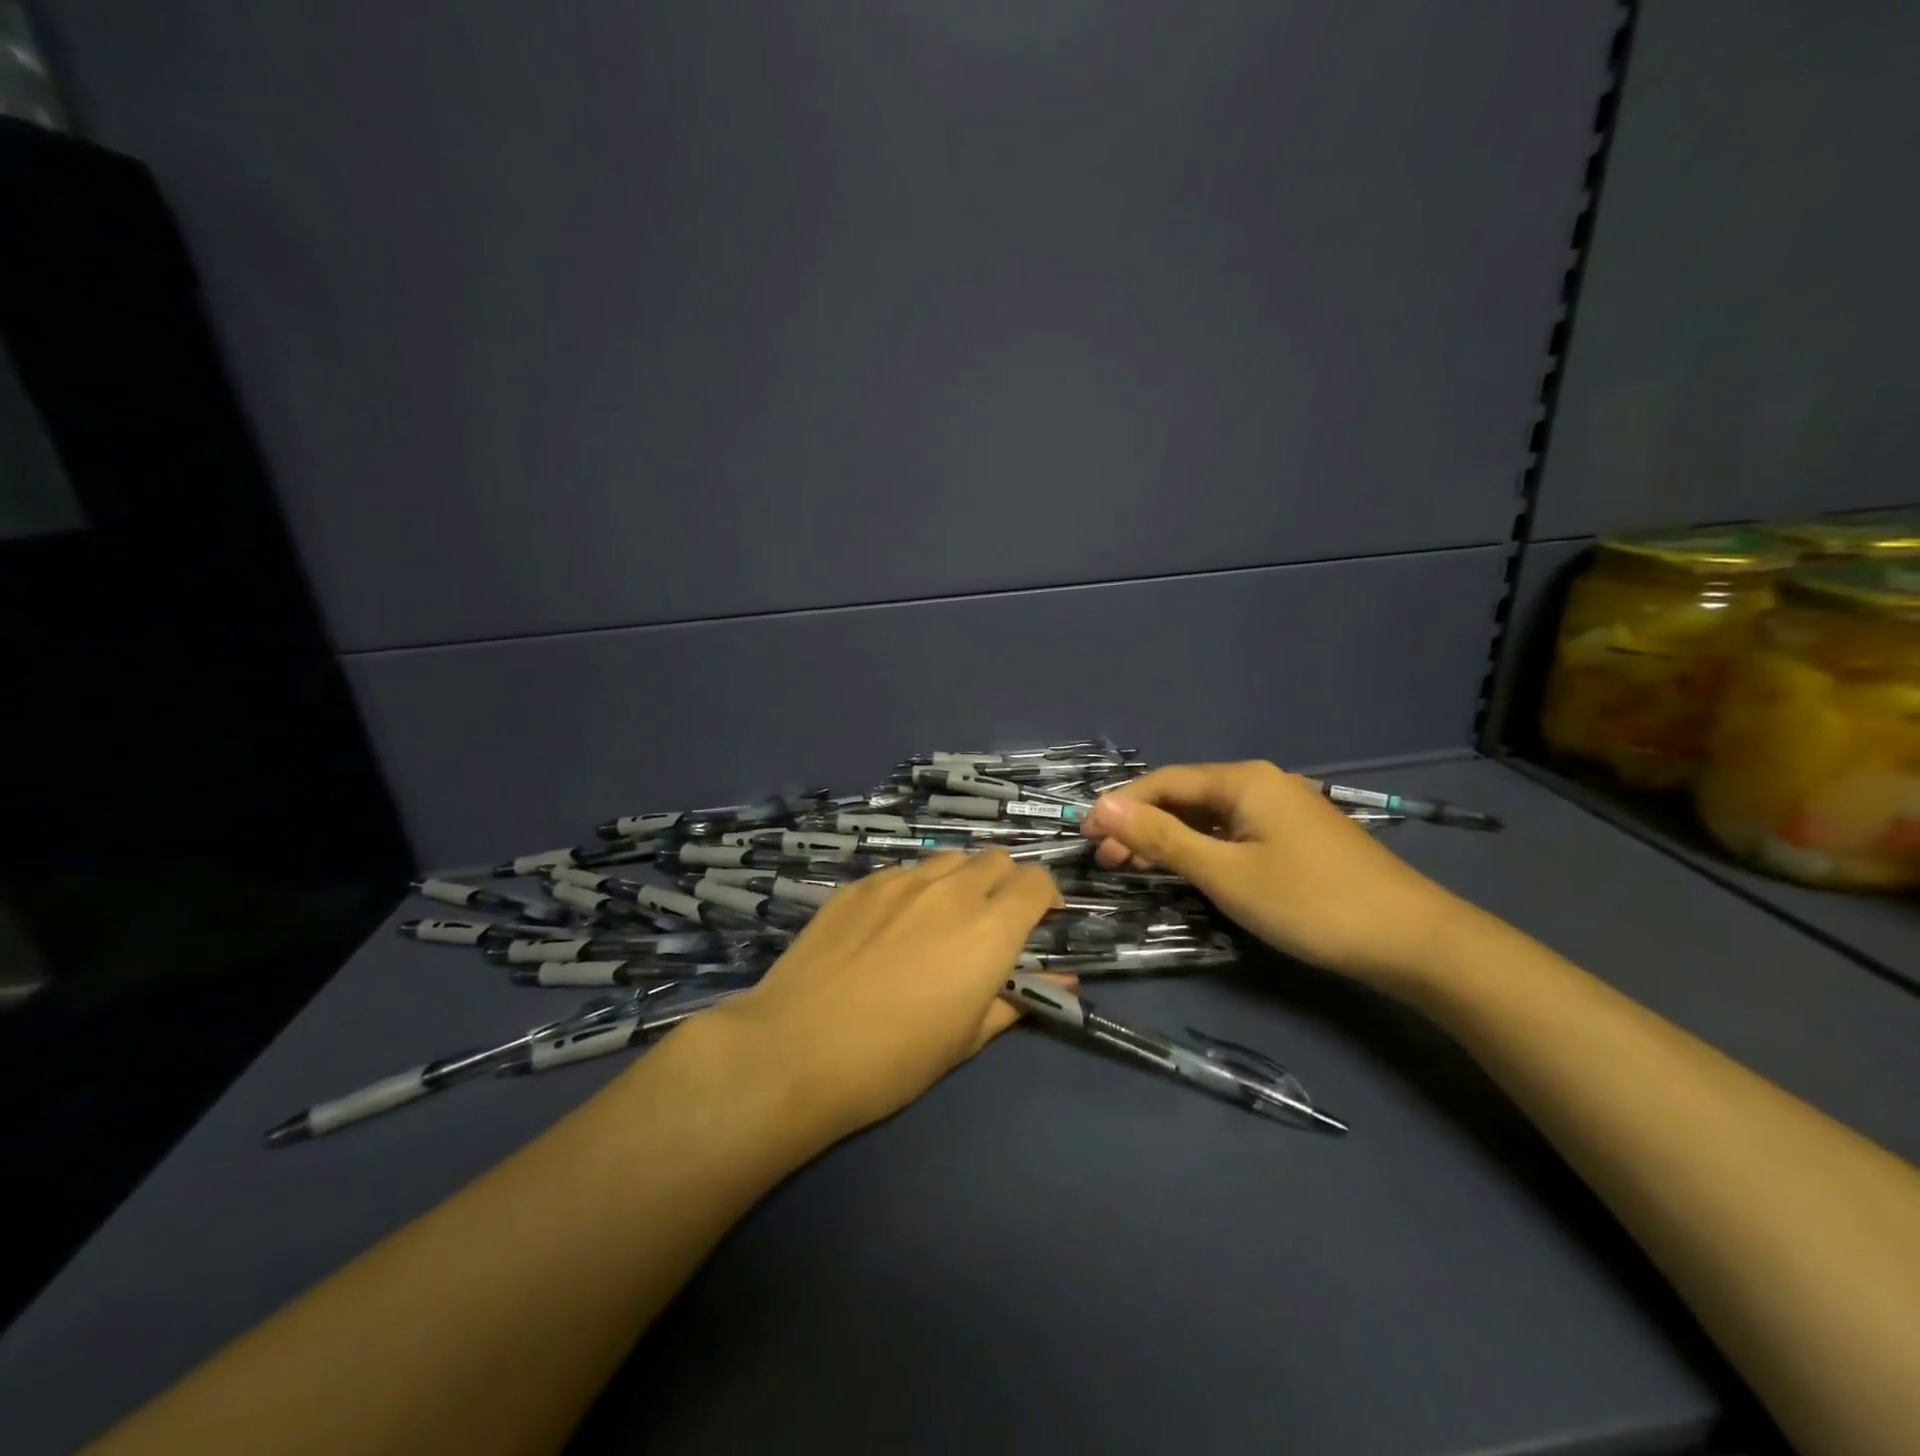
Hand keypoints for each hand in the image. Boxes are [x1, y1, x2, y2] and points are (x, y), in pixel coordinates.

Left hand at [711, 850, 1061, 1138]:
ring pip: (949, 858)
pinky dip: (914, 889)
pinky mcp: (859, 884)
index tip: (1038, 923)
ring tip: (941, 920)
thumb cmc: (895, 1058)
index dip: (1045, 898)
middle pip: (996, 859)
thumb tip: (1063, 983)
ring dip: (960, 880)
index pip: (1037, 881)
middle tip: (990, 923)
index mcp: (990, 927)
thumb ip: (1018, 1000)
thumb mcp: (969, 1038)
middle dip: (1004, 883)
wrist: (798, 1048)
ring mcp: (900, 881)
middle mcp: (951, 889)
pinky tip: (890, 926)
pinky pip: (903, 872)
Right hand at [1081, 761, 1470, 987]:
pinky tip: (1188, 871)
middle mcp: (1262, 783)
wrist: (1412, 939)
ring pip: (1209, 817)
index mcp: (1243, 780)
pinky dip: (1202, 849)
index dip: (1119, 806)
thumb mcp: (1224, 872)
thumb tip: (1100, 807)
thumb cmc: (1309, 902)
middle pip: (1185, 797)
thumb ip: (1160, 838)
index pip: (1163, 782)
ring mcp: (1283, 810)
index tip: (1084, 836)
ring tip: (1135, 869)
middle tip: (1107, 861)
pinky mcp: (1296, 837)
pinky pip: (1233, 833)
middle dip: (1141, 825)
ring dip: (1169, 840)